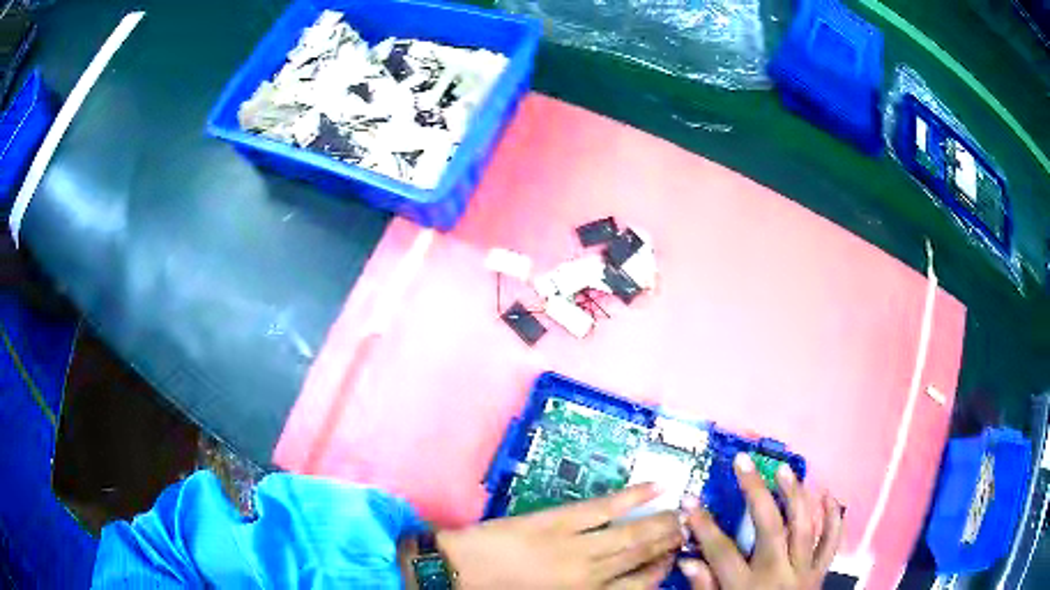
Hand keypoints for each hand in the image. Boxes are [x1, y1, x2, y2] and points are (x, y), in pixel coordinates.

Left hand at [435, 484, 682, 588]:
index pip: (638, 586)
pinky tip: (656, 486)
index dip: (660, 571)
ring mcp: (577, 544)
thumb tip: (615, 581)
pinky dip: (633, 496)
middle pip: (641, 556)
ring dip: (660, 522)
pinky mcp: (559, 520)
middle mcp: (591, 573)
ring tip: (680, 512)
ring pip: (632, 533)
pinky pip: (604, 507)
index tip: (674, 558)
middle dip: (668, 542)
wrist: (459, 572)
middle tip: (687, 528)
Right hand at [680, 454, 843, 589]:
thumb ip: (705, 588)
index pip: (721, 551)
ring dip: (796, 495)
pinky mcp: (821, 572)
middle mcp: (778, 573)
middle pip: (769, 528)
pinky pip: (832, 541)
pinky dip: (834, 517)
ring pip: (805, 527)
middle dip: (755, 492)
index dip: (704, 525)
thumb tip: (687, 560)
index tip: (690, 501)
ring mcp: (803, 571)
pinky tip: (827, 494)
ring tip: (785, 470)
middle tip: (744, 463)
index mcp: (747, 587)